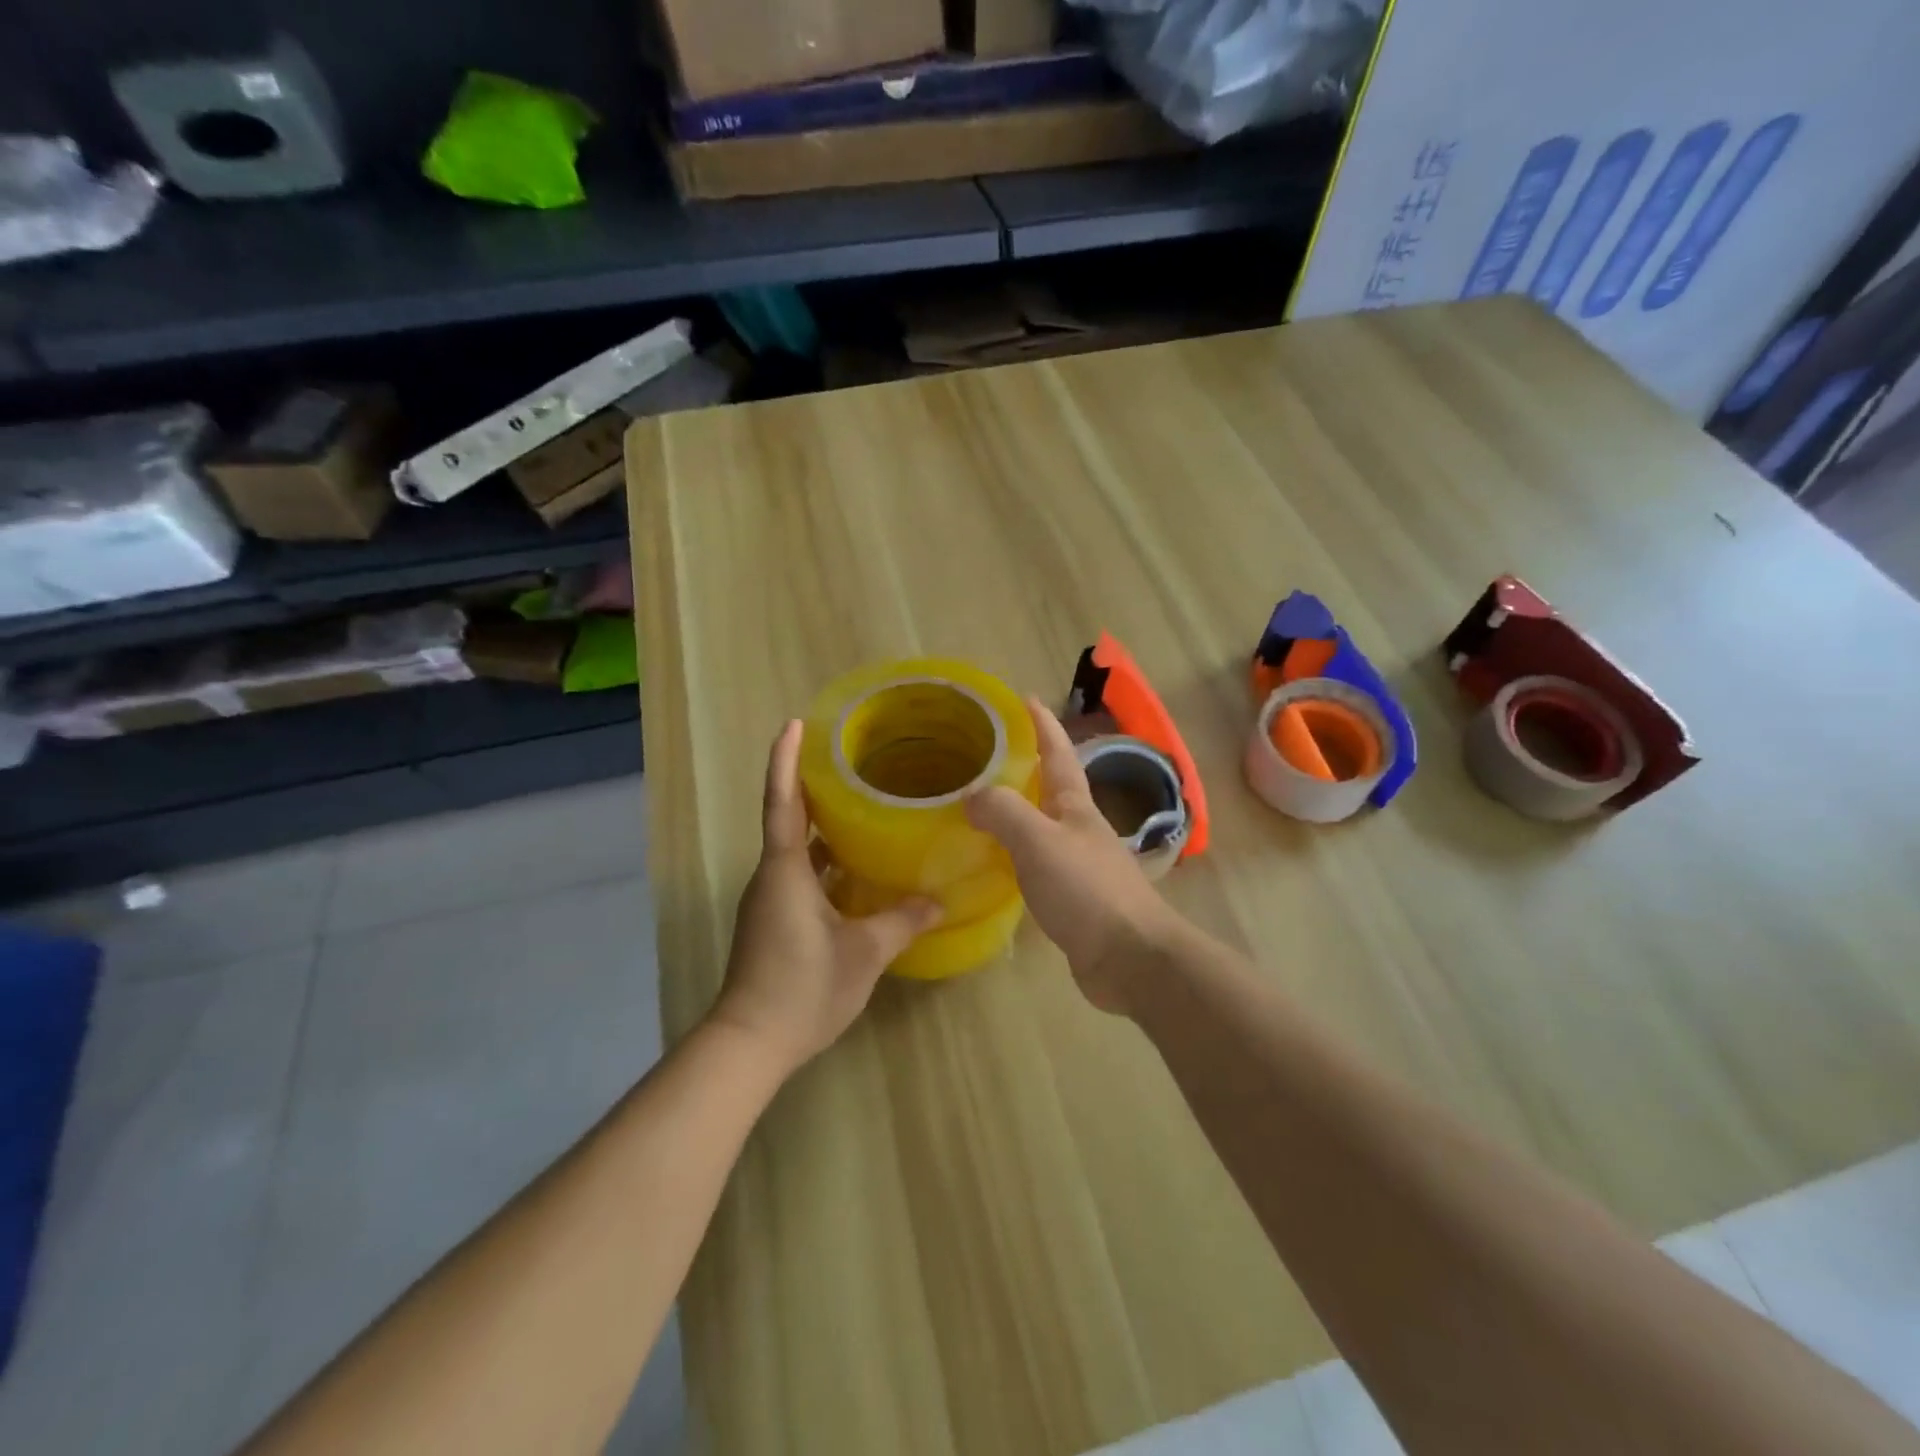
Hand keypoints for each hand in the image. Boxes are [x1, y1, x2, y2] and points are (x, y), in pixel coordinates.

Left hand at [709, 720, 942, 1073]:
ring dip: (823, 829)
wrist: (749, 1044)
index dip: (786, 760)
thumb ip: (902, 921)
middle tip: (851, 763)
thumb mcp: (864, 953)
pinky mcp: (773, 922)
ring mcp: (769, 901)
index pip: (783, 802)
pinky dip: (825, 863)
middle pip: (790, 819)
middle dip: (814, 788)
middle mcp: (772, 877)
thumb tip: (938, 901)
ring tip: (863, 809)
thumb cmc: (803, 986)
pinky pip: (800, 876)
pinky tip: (856, 870)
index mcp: (785, 870)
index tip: (793, 724)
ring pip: (796, 851)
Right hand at [965, 697, 1181, 1013]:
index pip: (1058, 752)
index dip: (1042, 725)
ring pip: (1041, 826)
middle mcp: (1079, 828)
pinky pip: (1036, 864)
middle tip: (986, 756)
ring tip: (980, 806)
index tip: (1024, 698)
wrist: (1130, 957)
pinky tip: (994, 864)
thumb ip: (1003, 811)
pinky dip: (1014, 854)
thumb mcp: (1038, 840)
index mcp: (1075, 805)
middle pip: (1050, 787)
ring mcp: (1078, 864)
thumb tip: (971, 796)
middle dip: (1024, 766)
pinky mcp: (1072, 898)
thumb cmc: (1086, 890)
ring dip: (1016, 811)